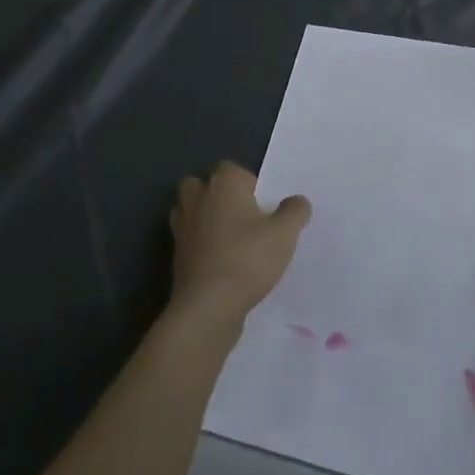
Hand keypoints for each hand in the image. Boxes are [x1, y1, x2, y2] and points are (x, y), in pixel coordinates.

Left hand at [168, 163, 310, 335]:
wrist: (208, 306)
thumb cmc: (247, 258)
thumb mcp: (284, 234)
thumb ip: (294, 211)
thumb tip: (297, 201)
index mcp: (224, 183)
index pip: (232, 168)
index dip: (248, 183)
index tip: (262, 205)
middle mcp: (198, 197)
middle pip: (202, 184)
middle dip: (217, 194)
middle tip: (241, 215)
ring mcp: (182, 226)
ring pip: (189, 209)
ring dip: (203, 217)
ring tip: (228, 236)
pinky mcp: (176, 254)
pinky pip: (188, 238)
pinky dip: (198, 243)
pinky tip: (218, 259)